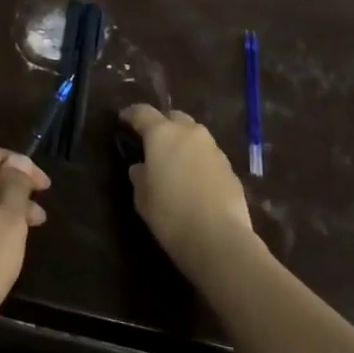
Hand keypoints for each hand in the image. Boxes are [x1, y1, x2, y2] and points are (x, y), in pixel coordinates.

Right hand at [121, 105, 255, 277]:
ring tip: (175, 164)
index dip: (131, 114)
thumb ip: (139, 176)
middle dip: (163, 125)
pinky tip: (195, 183)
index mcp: (162, 134)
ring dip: (184, 144)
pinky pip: (209, 156)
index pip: (143, 112)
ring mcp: (214, 149)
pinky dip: (199, 162)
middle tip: (153, 143)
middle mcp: (190, 133)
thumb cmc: (170, 215)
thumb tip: (142, 167)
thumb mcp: (142, 198)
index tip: (123, 120)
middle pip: (174, 117)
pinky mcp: (230, 169)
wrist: (219, 240)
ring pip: (195, 136)